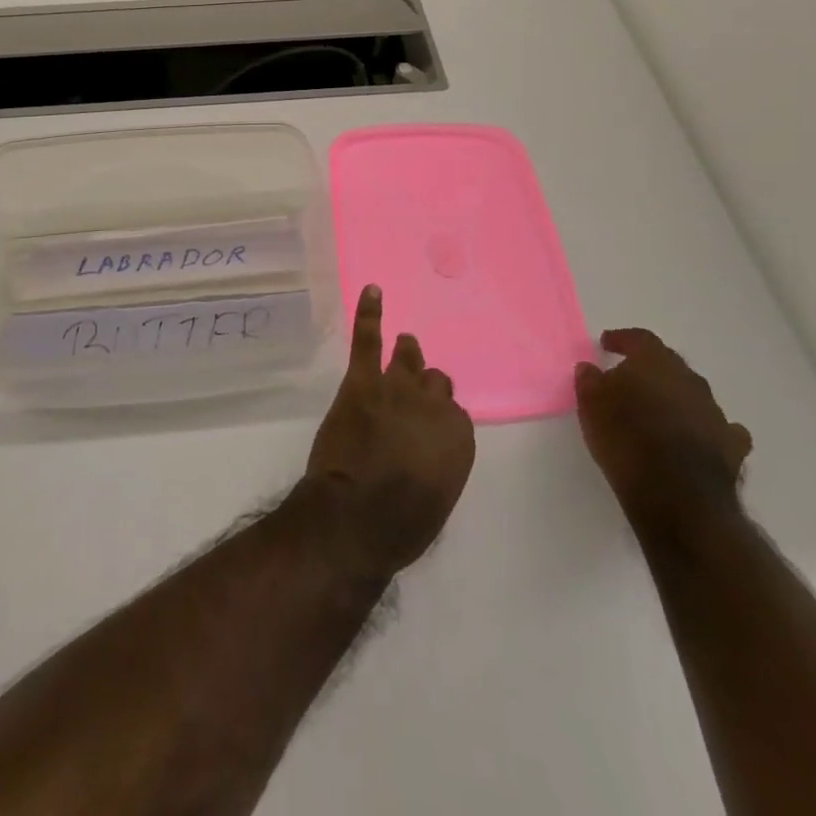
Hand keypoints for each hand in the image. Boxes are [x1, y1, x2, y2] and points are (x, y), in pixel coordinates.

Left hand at [304, 285, 475, 579]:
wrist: (356, 516)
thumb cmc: (400, 524)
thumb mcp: (437, 499)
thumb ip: (439, 463)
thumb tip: (429, 451)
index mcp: (458, 437)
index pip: (453, 414)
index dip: (437, 419)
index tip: (427, 428)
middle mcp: (433, 405)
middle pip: (434, 382)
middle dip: (425, 388)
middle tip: (412, 393)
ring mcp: (396, 387)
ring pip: (408, 359)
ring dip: (407, 353)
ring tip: (405, 344)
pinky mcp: (362, 381)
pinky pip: (368, 340)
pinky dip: (369, 314)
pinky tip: (372, 291)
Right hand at [575, 328, 751, 542]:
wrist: (678, 496)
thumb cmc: (626, 440)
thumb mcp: (591, 406)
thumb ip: (590, 381)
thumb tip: (590, 368)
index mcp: (654, 363)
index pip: (639, 339)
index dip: (622, 339)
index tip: (607, 344)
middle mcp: (689, 380)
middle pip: (669, 364)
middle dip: (650, 368)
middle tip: (630, 378)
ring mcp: (715, 413)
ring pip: (693, 394)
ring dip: (676, 398)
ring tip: (658, 413)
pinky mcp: (732, 446)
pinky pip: (719, 428)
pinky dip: (706, 428)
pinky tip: (697, 437)